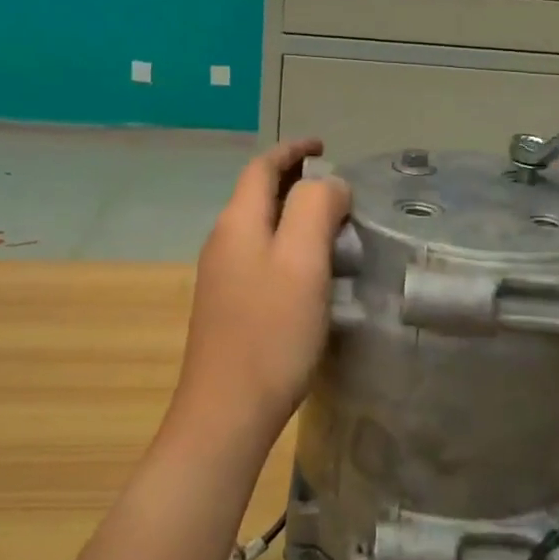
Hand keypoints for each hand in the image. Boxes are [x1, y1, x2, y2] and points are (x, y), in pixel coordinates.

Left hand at [176, 139, 351, 435]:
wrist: (226, 413)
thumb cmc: (271, 332)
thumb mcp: (303, 262)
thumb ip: (316, 208)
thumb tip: (328, 183)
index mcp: (237, 223)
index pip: (261, 168)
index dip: (292, 150)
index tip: (324, 146)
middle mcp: (222, 242)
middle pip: (257, 195)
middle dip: (294, 180)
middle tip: (337, 186)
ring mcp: (221, 277)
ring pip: (259, 227)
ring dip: (292, 214)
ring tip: (332, 224)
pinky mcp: (228, 307)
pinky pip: (260, 257)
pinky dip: (286, 245)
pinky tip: (310, 270)